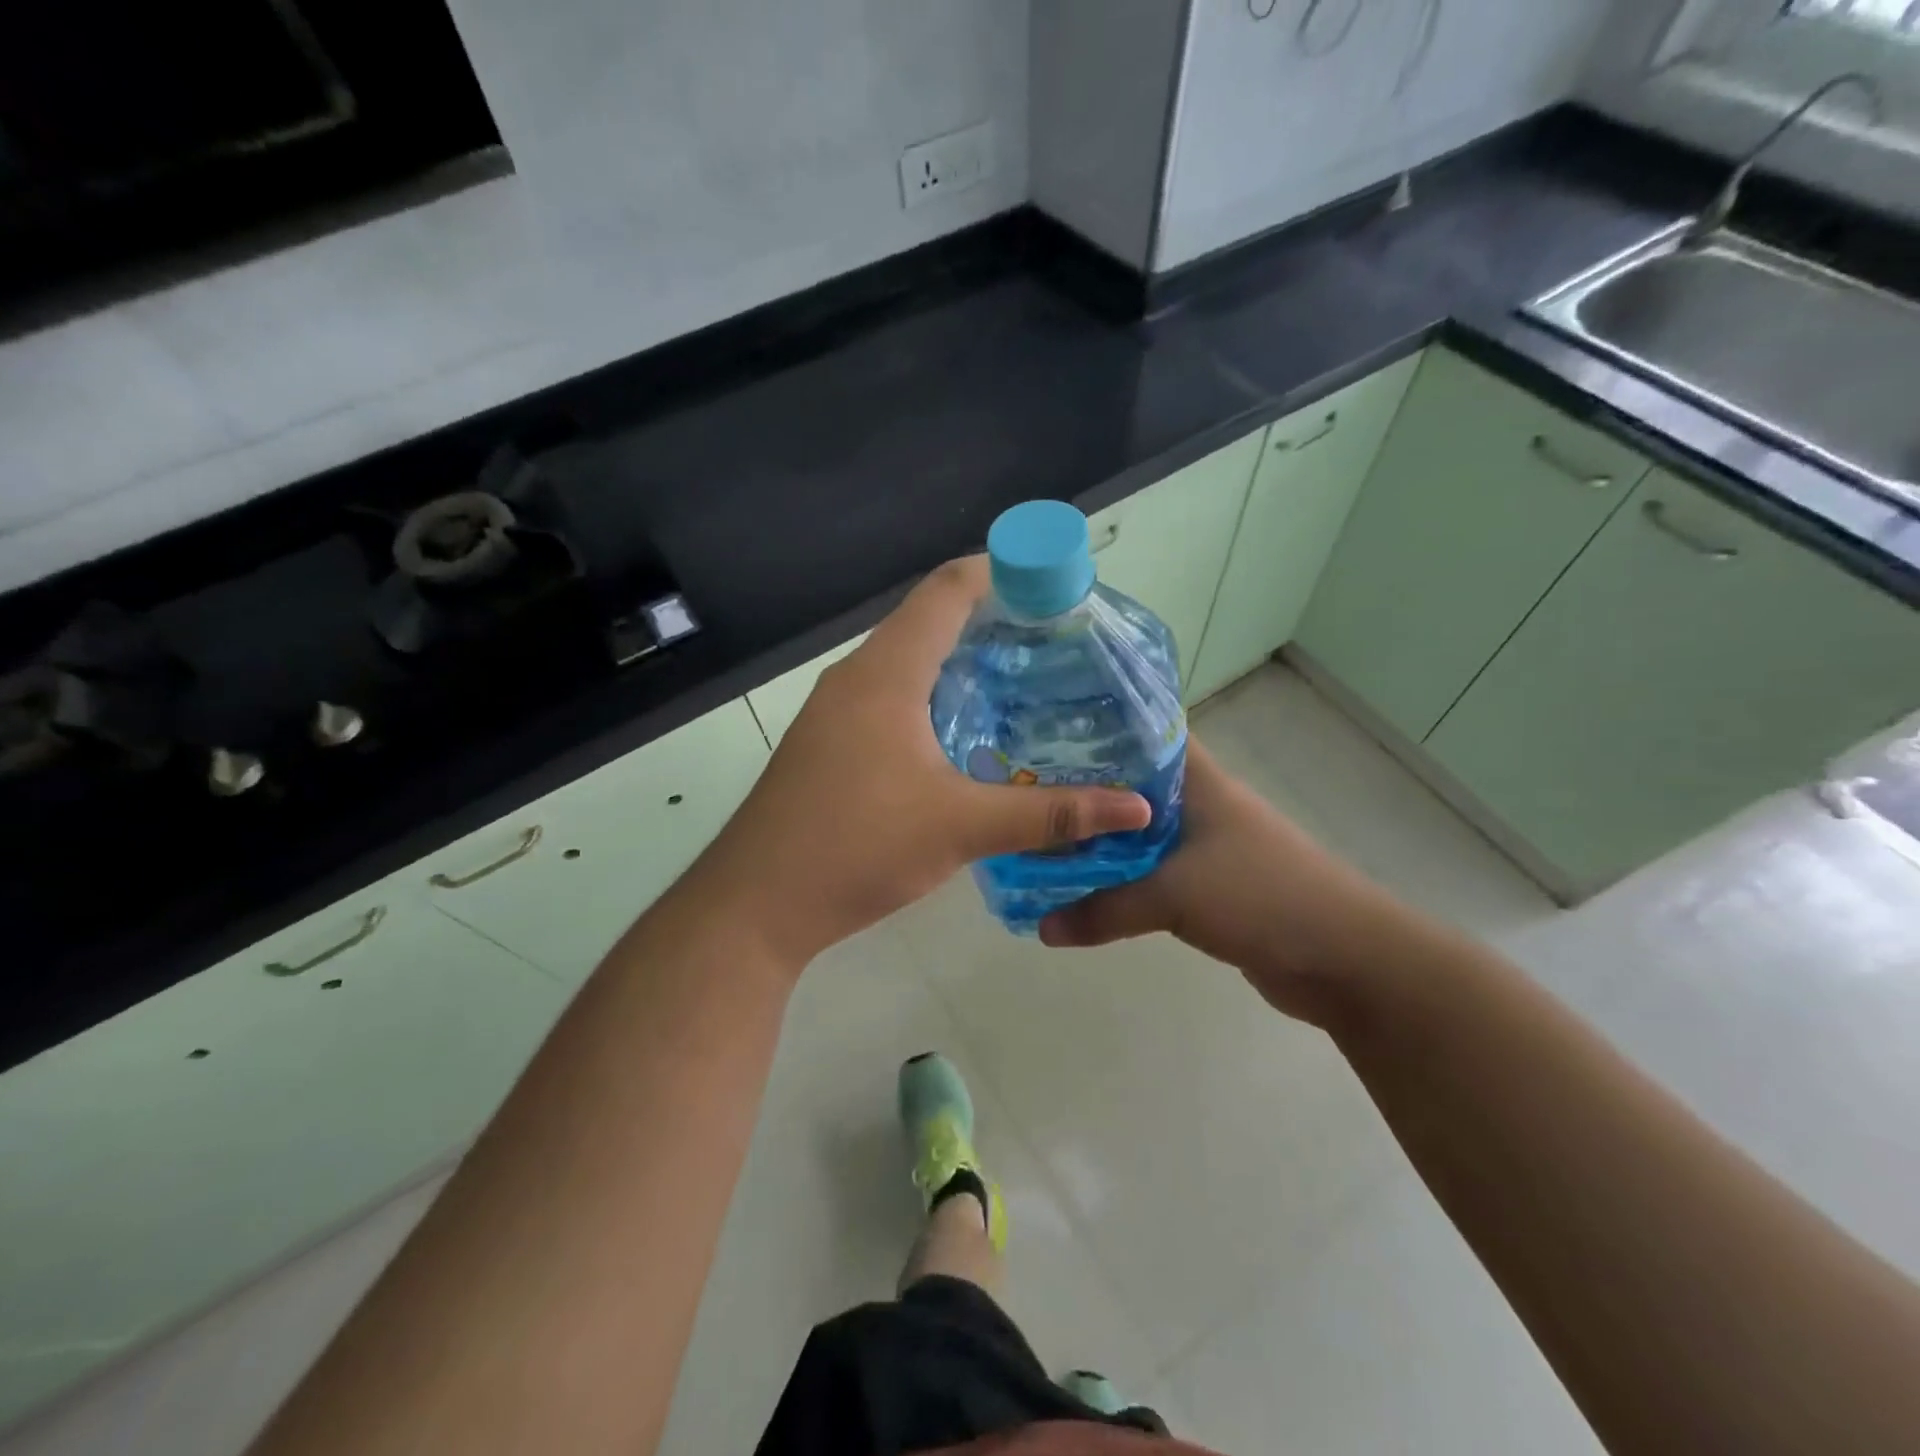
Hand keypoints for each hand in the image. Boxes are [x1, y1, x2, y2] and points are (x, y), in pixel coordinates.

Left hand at [691, 557, 1150, 967]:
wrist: (754, 905)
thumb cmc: (856, 847)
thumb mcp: (961, 828)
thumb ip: (1050, 814)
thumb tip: (1136, 809)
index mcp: (886, 673)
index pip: (948, 590)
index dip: (1004, 571)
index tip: (1056, 583)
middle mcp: (857, 677)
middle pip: (930, 621)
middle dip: (993, 620)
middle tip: (1057, 641)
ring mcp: (836, 711)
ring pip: (909, 662)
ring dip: (962, 662)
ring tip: (1025, 682)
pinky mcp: (830, 743)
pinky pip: (891, 698)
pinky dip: (935, 697)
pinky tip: (968, 735)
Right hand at [1038, 740, 1410, 1027]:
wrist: (1345, 958)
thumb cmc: (1262, 896)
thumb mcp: (1173, 896)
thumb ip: (1103, 909)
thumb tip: (1041, 928)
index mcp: (1196, 780)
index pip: (1140, 733)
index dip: (1092, 729)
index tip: (1038, 735)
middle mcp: (1198, 803)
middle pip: (1129, 785)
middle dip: (1082, 792)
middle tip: (1024, 794)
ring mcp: (1205, 844)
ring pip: (1137, 832)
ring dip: (1099, 841)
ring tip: (1041, 839)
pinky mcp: (1208, 884)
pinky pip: (1151, 872)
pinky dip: (1120, 878)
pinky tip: (1083, 885)